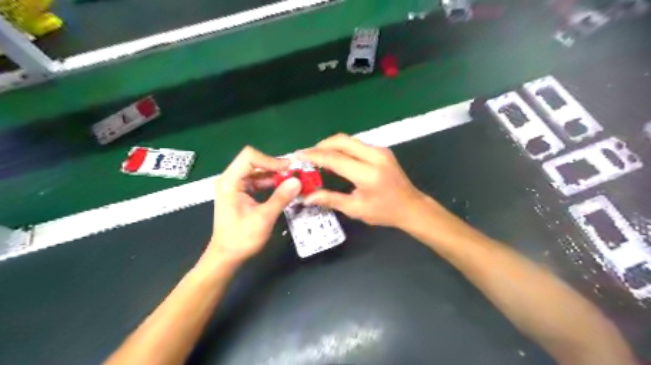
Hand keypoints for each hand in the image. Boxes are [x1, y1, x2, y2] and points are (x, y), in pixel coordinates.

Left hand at [202, 146, 302, 269]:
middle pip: (253, 162)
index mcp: (230, 182)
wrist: (226, 257)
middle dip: (275, 167)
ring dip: (275, 175)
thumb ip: (281, 197)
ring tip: (293, 181)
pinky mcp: (240, 194)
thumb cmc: (241, 238)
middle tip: (295, 174)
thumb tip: (297, 181)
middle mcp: (230, 180)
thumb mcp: (264, 217)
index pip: (249, 157)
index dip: (270, 160)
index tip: (289, 169)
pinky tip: (284, 189)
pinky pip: (257, 182)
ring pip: (257, 172)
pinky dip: (271, 184)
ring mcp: (235, 187)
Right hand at [297, 132, 428, 228]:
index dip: (314, 156)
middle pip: (341, 141)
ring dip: (331, 146)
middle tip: (308, 156)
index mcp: (368, 174)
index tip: (298, 156)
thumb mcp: (356, 209)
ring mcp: (380, 150)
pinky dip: (342, 148)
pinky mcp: (382, 150)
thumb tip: (307, 196)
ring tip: (318, 158)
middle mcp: (374, 156)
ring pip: (349, 140)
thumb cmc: (384, 212)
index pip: (335, 158)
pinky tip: (335, 159)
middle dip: (321, 145)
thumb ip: (330, 199)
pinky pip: (356, 144)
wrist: (411, 207)